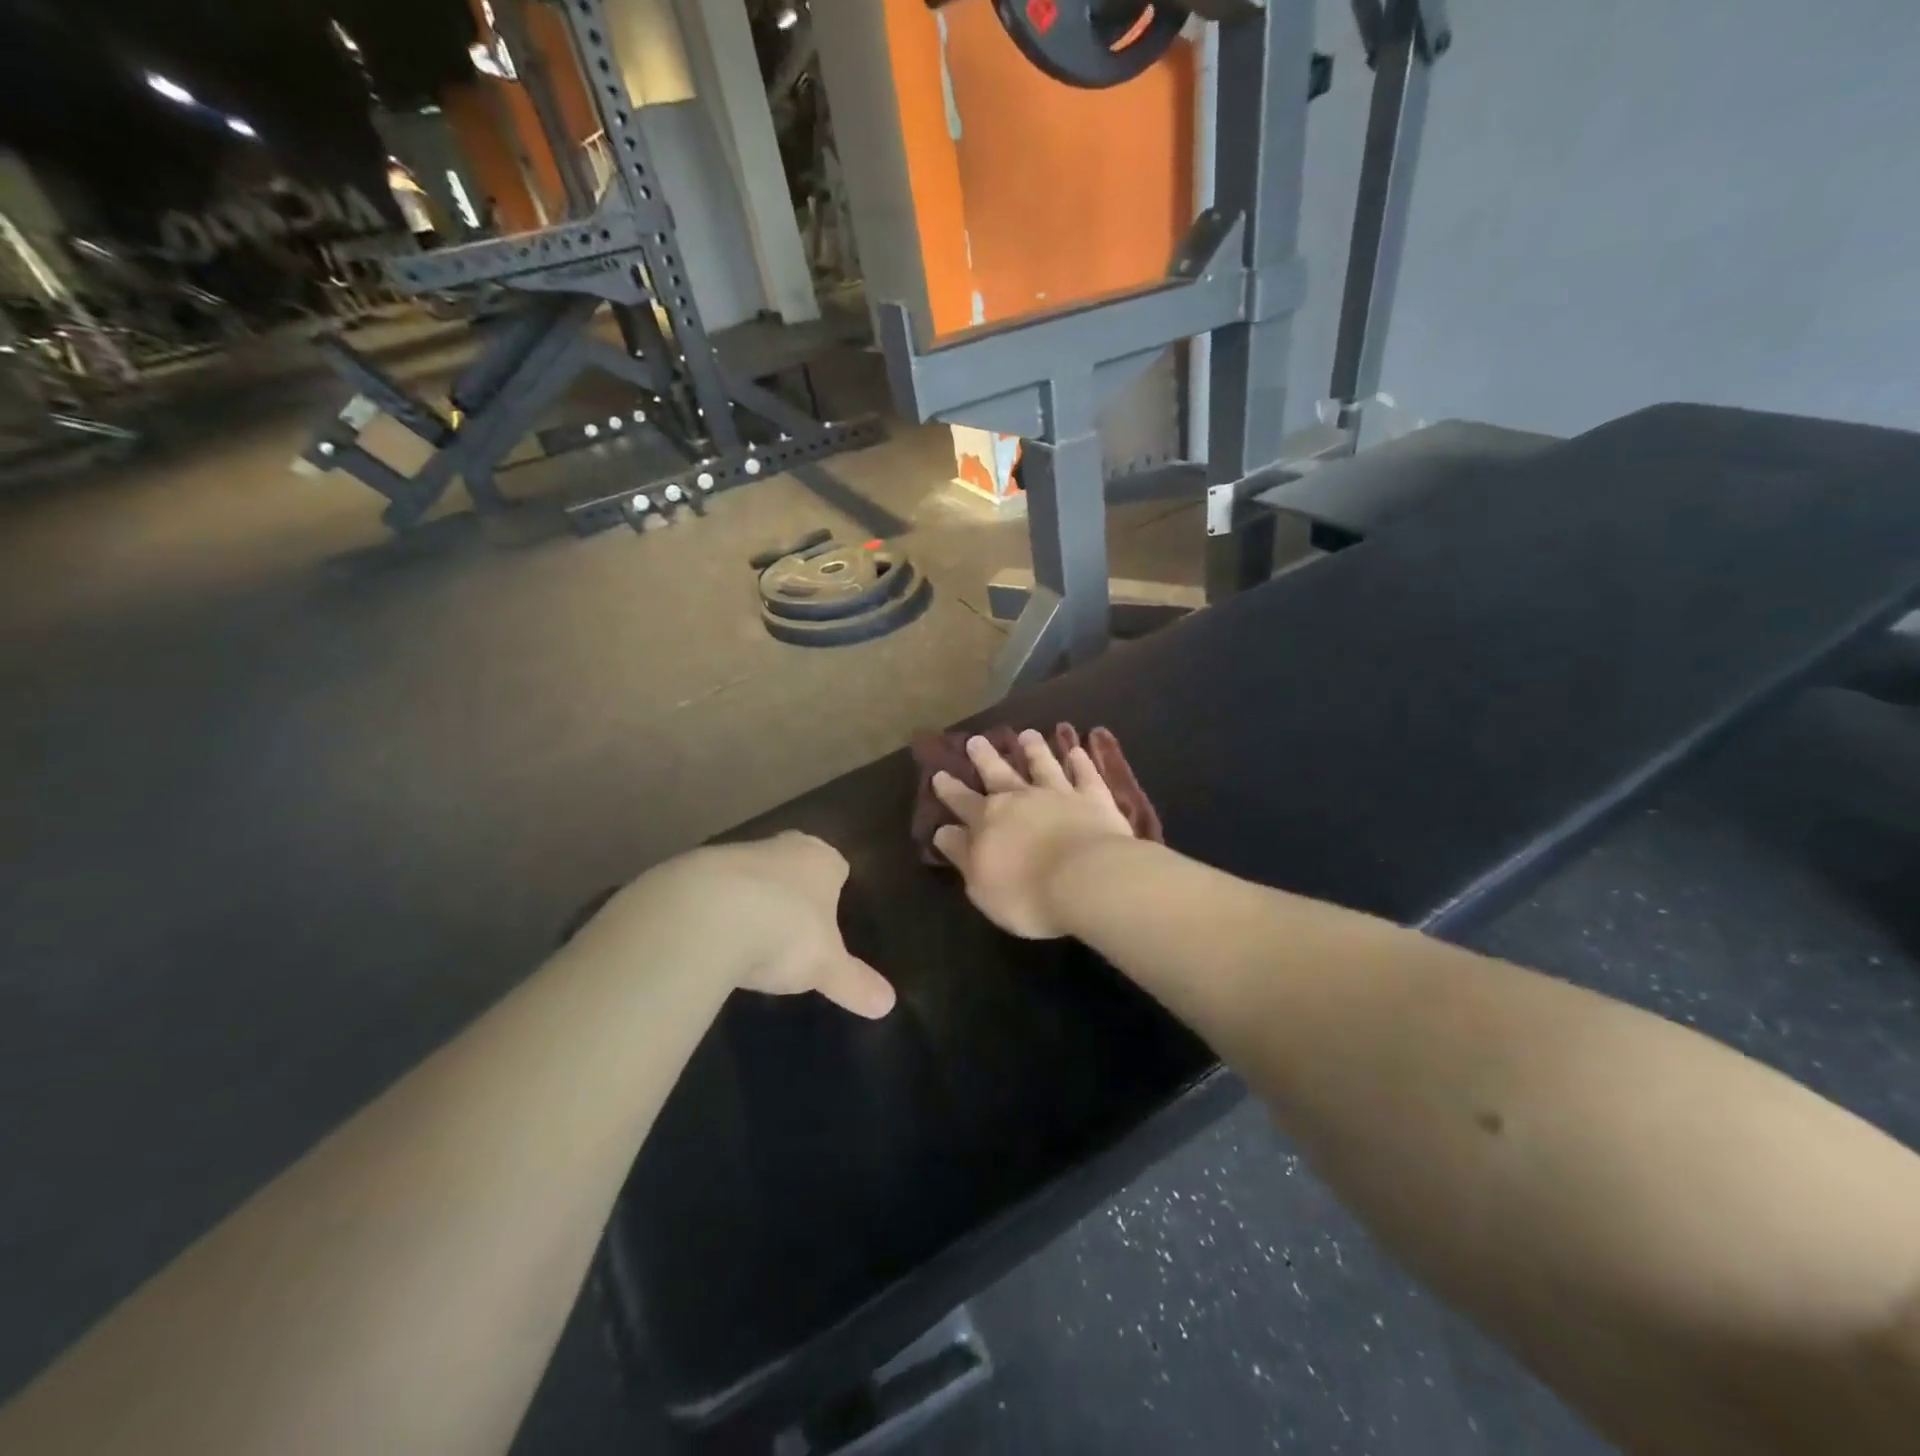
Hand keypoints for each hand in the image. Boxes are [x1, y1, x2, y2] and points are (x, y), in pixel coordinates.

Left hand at [611, 833, 895, 1017]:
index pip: (836, 865)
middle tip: (792, 921)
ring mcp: (735, 854)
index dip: (834, 888)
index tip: (829, 912)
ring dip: (752, 896)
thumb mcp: (825, 966)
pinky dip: (716, 908)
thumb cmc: (784, 932)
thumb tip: (888, 1005)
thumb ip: (854, 983)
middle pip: (793, 862)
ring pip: (752, 872)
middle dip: (794, 886)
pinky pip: (713, 889)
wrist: (705, 915)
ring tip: (750, 936)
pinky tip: (712, 938)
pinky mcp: (693, 870)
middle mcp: (782, 847)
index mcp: (822, 860)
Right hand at [931, 730, 1135, 937]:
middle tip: (976, 740)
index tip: (939, 774)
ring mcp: (1059, 795)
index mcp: (988, 821)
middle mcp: (1020, 799)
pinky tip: (1078, 751)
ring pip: (1043, 765)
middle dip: (985, 757)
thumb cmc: (1027, 893)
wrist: (1086, 880)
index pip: (962, 802)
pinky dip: (1080, 763)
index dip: (950, 789)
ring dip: (1034, 750)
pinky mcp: (1094, 799)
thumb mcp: (981, 885)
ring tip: (1028, 734)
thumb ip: (962, 855)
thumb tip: (943, 831)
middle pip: (998, 774)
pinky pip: (1085, 776)